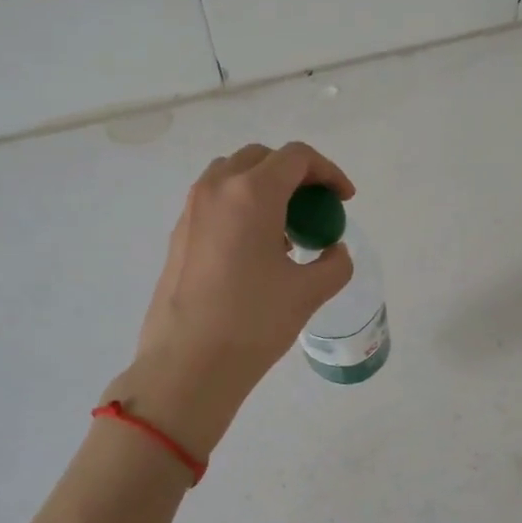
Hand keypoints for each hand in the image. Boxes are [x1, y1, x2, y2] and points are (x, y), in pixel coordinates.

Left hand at [107, 142, 355, 456]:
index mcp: (252, 193)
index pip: (296, 157)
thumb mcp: (308, 292)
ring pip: (233, 175)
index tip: (343, 200)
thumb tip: (334, 252)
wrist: (186, 365)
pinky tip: (255, 250)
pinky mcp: (178, 234)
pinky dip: (240, 207)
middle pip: (262, 158)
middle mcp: (216, 189)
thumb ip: (334, 263)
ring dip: (264, 188)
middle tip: (315, 208)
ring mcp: (191, 210)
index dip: (328, 172)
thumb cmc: (252, 322)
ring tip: (285, 229)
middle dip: (295, 175)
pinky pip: (215, 201)